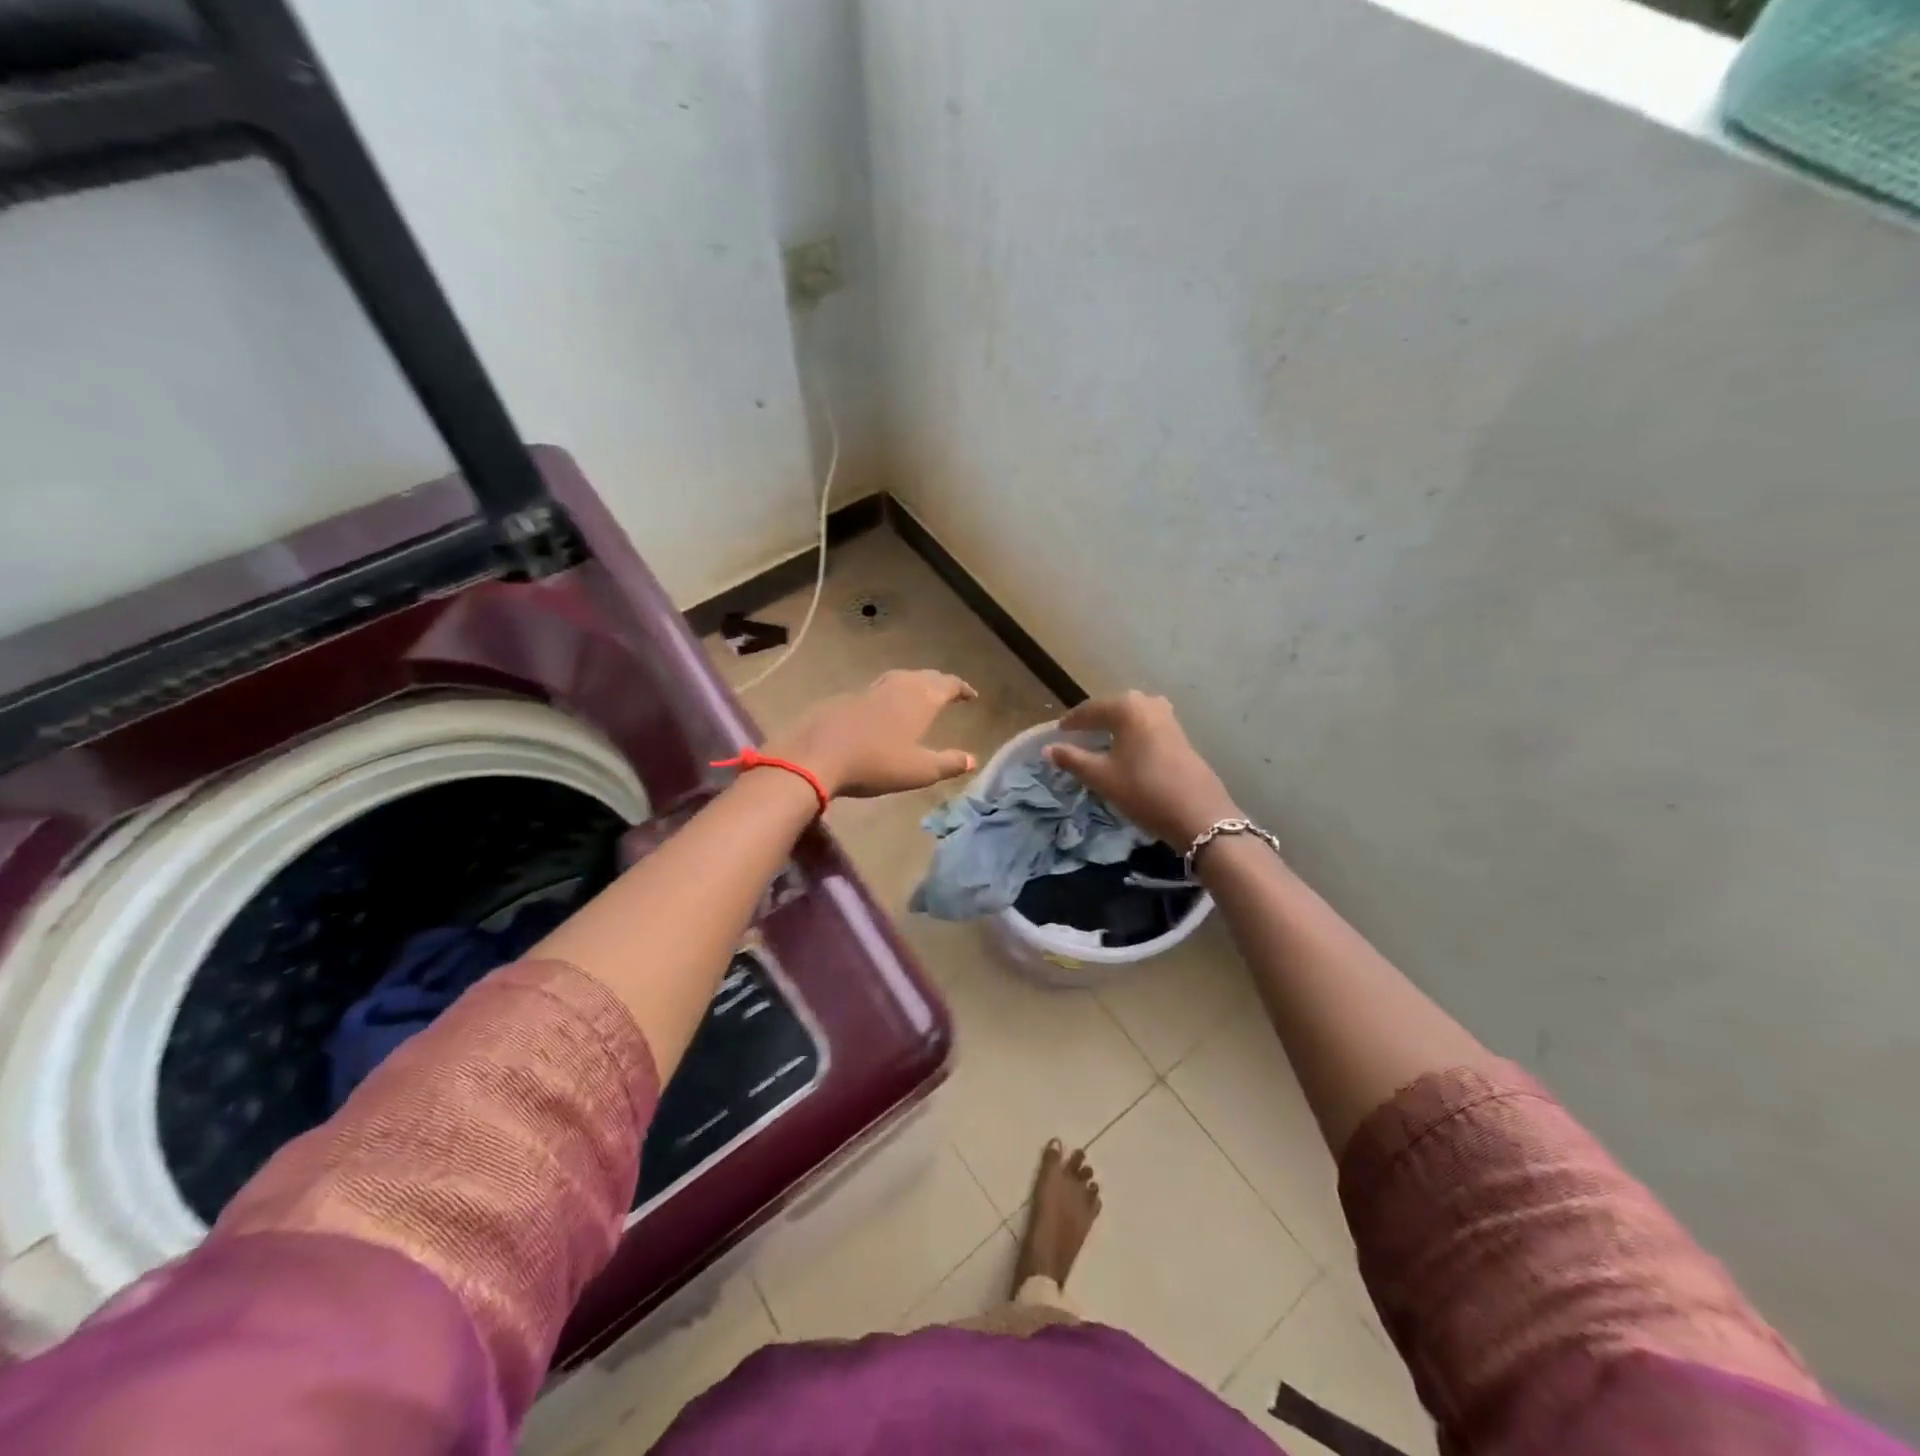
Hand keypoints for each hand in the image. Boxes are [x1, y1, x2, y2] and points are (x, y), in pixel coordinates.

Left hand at [766, 669, 977, 798]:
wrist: (817, 756)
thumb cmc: (876, 764)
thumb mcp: (919, 771)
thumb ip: (949, 763)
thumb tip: (974, 759)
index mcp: (920, 699)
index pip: (947, 684)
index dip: (961, 688)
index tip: (971, 695)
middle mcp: (897, 687)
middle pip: (924, 676)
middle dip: (940, 682)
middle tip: (948, 692)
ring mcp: (869, 690)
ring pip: (899, 678)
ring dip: (914, 683)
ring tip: (919, 694)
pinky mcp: (846, 698)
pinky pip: (878, 688)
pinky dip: (890, 693)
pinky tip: (884, 708)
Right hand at [1045, 691, 1242, 848]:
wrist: (1199, 815)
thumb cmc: (1144, 791)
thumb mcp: (1102, 777)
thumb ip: (1072, 759)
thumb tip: (1048, 749)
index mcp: (1127, 707)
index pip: (1090, 709)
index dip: (1071, 722)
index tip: (1057, 734)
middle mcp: (1148, 703)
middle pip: (1112, 709)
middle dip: (1093, 722)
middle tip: (1075, 737)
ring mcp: (1168, 718)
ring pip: (1131, 718)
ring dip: (1114, 728)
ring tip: (1098, 744)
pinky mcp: (1180, 735)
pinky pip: (1146, 727)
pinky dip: (1131, 735)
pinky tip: (1125, 752)